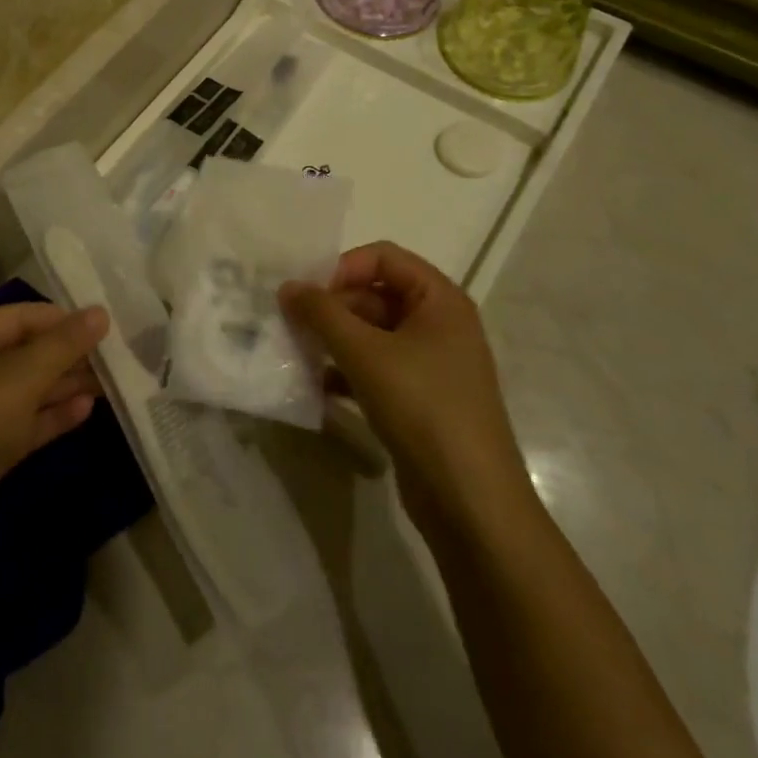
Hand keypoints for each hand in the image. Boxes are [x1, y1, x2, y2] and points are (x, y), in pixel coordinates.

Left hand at [0, 302, 108, 566]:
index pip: (15, 317)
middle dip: (66, 354)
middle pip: (22, 352)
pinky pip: (23, 422)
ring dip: (65, 384)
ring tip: (111, 380)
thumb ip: (60, 346)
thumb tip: (100, 312)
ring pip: (26, 389)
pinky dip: (52, 415)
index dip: (60, 319)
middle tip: (115, 355)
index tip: (106, 324)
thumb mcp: (16, 383)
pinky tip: (86, 410)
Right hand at [281, 242, 523, 533]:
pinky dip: (345, 372)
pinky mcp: (418, 399)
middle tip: (291, 326)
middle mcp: (438, 324)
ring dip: (333, 341)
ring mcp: (430, 363)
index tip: (307, 295)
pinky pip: (375, 369)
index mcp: (439, 299)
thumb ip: (322, 313)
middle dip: (331, 308)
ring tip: (296, 353)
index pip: (383, 257)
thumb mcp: (365, 353)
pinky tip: (316, 387)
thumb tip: (287, 286)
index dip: (342, 268)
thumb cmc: (422, 407)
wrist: (470, 500)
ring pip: (371, 334)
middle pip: (375, 294)